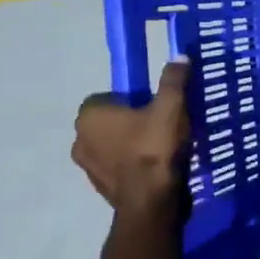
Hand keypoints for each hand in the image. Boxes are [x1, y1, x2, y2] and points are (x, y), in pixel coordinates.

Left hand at [73, 58, 192, 212]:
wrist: (152, 202)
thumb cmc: (155, 148)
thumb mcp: (171, 107)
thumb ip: (173, 80)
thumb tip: (179, 56)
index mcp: (89, 116)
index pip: (105, 97)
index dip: (130, 98)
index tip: (153, 104)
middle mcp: (79, 139)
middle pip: (108, 122)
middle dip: (130, 121)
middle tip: (160, 123)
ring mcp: (88, 167)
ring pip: (112, 145)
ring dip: (130, 144)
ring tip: (162, 146)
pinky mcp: (101, 188)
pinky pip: (118, 167)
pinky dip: (133, 165)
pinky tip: (158, 166)